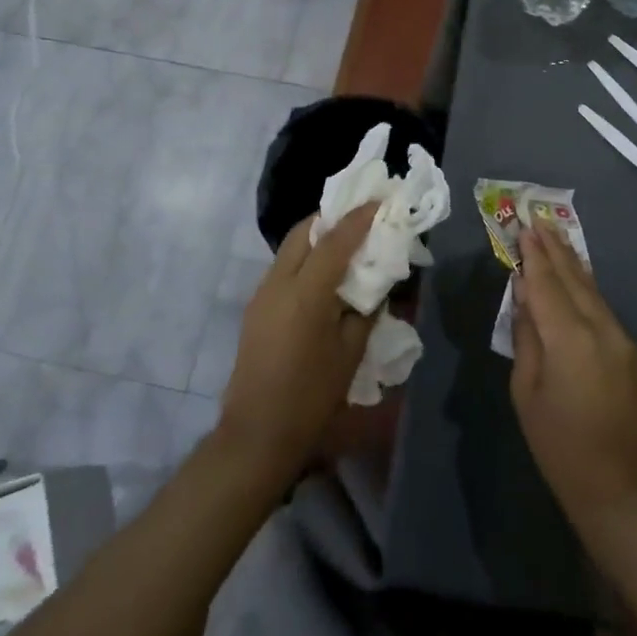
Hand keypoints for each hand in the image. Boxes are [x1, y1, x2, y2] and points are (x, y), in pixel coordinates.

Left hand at [219, 202, 378, 484]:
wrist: (257, 434)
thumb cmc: (312, 396)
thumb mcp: (351, 352)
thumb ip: (367, 309)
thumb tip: (377, 283)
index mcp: (305, 293)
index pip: (335, 240)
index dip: (359, 218)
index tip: (380, 201)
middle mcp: (278, 283)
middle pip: (304, 232)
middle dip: (333, 218)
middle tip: (362, 220)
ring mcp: (262, 293)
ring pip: (291, 247)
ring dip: (318, 238)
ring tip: (347, 245)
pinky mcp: (256, 307)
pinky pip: (284, 266)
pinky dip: (306, 257)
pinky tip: (325, 275)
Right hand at [510, 221, 636, 527]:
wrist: (618, 485)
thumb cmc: (558, 444)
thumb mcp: (526, 391)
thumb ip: (526, 336)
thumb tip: (524, 295)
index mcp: (569, 339)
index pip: (546, 285)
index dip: (533, 255)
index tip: (523, 227)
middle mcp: (599, 328)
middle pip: (572, 278)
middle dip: (554, 248)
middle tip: (537, 218)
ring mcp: (619, 337)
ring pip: (590, 288)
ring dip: (571, 261)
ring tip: (555, 234)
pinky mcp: (628, 348)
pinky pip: (600, 305)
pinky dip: (584, 284)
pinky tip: (575, 273)